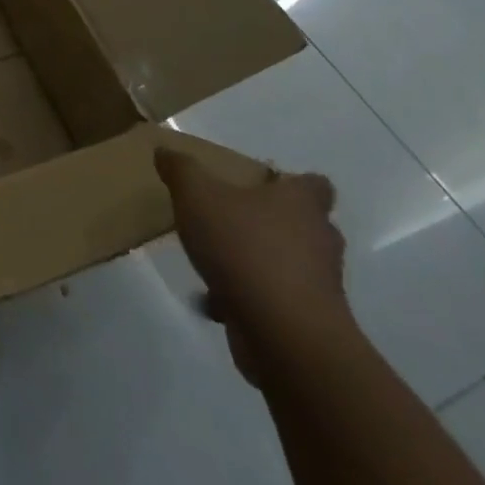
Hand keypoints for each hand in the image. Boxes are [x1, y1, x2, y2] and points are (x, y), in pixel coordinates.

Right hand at [155, 147, 348, 384]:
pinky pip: (275, 300)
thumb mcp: (197, 195)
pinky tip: (215, 301)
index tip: (264, 185)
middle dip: (271, 223)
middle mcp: (319, 240)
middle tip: (232, 219)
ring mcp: (318, 285)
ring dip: (257, 263)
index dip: (294, 183)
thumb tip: (166, 152)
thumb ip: (181, 169)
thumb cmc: (244, 248)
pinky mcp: (307, 321)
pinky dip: (249, 299)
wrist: (283, 333)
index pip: (315, 185)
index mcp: (301, 204)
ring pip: (288, 264)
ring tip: (215, 263)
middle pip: (303, 225)